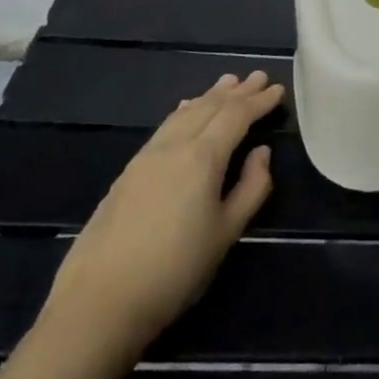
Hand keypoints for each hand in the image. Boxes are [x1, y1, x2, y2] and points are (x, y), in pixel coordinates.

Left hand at [41, 71, 285, 353]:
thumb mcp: (227, 231)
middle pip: (209, 108)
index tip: (278, 89)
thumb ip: (251, 186)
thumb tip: (261, 153)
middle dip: (236, 92)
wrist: (100, 302)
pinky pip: (165, 127)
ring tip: (227, 83)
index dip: (259, 101)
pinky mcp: (127, 173)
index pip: (236, 116)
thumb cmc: (176, 269)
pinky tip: (185, 111)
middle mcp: (172, 147)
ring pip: (183, 114)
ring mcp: (145, 158)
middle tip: (258, 77)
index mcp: (201, 158)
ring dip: (209, 96)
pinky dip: (184, 112)